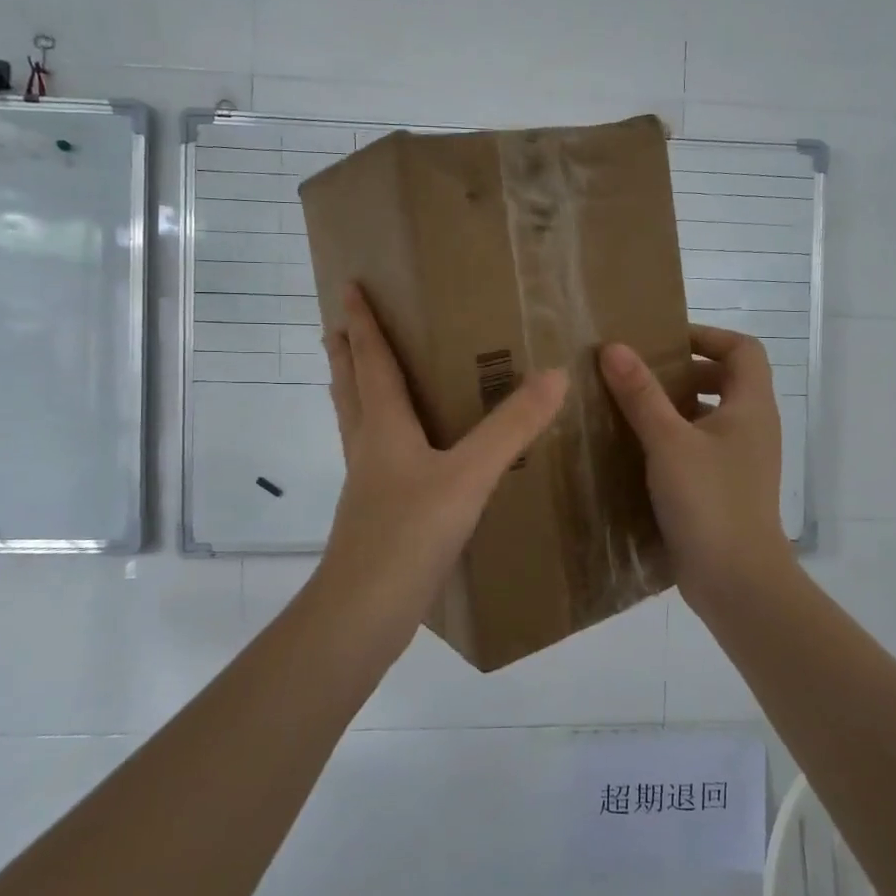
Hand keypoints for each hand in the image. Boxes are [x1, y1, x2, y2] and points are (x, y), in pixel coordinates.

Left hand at [318, 285, 567, 657]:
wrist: (365, 610)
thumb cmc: (410, 532)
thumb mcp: (470, 475)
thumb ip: (512, 427)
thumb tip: (555, 375)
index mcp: (383, 426)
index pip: (371, 360)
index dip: (362, 322)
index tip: (348, 285)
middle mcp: (367, 446)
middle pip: (350, 386)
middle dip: (345, 352)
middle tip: (340, 324)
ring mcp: (366, 482)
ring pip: (354, 421)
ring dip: (353, 390)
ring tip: (358, 374)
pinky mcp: (374, 512)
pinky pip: (372, 455)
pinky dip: (376, 433)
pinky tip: (399, 451)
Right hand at [599, 326, 794, 615]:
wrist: (737, 581)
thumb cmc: (710, 501)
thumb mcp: (668, 442)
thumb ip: (641, 394)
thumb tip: (614, 347)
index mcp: (751, 407)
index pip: (742, 348)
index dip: (707, 335)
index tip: (664, 340)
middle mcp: (751, 428)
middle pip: (725, 379)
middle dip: (683, 371)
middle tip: (638, 373)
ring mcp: (739, 461)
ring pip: (708, 416)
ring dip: (673, 406)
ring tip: (628, 407)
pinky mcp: (722, 488)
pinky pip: (698, 448)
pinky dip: (672, 440)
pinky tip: (635, 451)